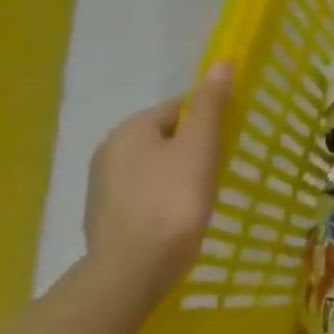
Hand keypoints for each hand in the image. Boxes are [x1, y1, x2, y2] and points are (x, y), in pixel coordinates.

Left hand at [83, 64, 233, 307]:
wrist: (132, 270)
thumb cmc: (173, 201)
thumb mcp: (200, 147)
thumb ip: (210, 105)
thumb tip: (220, 62)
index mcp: (131, 129)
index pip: (179, 107)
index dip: (209, 118)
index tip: (230, 140)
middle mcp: (109, 150)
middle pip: (164, 136)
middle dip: (192, 147)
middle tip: (221, 169)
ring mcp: (102, 186)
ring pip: (153, 166)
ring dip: (177, 173)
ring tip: (203, 195)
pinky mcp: (105, 217)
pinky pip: (143, 194)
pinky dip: (162, 198)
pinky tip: (179, 216)